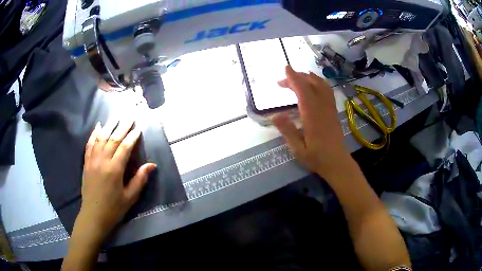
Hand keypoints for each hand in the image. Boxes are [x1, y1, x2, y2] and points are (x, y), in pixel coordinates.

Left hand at [78, 119, 156, 241]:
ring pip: (101, 138)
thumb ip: (139, 179)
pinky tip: (98, 126)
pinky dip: (94, 134)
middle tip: (130, 115)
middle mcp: (102, 161)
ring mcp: (92, 161)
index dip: (132, 137)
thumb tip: (151, 165)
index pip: (124, 148)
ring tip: (116, 115)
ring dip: (109, 125)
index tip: (139, 128)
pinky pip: (89, 145)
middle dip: (122, 126)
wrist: (93, 216)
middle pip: (113, 139)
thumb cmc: (114, 209)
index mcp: (114, 170)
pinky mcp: (86, 163)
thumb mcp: (130, 197)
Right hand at [273, 66, 351, 177]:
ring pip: (321, 85)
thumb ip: (287, 131)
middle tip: (283, 81)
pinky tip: (313, 85)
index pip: (302, 90)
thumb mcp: (297, 149)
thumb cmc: (316, 158)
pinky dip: (319, 83)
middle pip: (311, 84)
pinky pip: (327, 91)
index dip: (293, 78)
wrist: (337, 162)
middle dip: (297, 77)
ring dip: (308, 78)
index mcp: (312, 115)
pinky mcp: (333, 110)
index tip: (285, 69)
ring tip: (297, 78)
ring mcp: (329, 107)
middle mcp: (322, 107)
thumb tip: (274, 115)